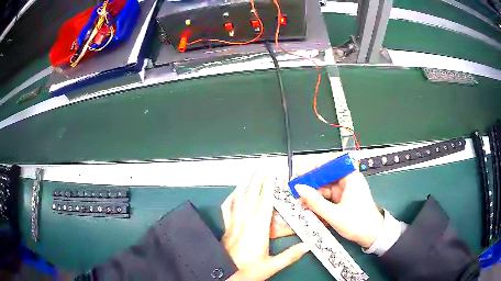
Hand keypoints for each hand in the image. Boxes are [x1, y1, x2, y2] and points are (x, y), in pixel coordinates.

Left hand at [221, 169, 309, 280]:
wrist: (223, 274)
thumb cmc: (247, 270)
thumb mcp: (271, 266)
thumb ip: (290, 255)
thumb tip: (308, 245)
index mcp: (257, 229)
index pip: (264, 202)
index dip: (268, 185)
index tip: (271, 172)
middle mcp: (244, 221)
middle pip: (251, 194)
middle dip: (257, 177)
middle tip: (262, 163)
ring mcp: (233, 222)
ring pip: (239, 198)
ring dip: (245, 183)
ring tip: (250, 172)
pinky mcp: (227, 227)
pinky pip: (227, 207)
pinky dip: (231, 197)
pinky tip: (234, 192)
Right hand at [295, 171, 382, 247]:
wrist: (372, 236)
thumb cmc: (357, 223)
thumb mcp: (334, 214)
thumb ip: (315, 201)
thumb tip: (298, 188)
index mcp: (351, 178)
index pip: (331, 163)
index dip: (314, 165)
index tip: (299, 171)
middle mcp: (348, 181)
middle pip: (327, 175)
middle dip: (311, 182)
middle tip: (295, 188)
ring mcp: (346, 190)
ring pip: (326, 187)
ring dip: (313, 193)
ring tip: (299, 200)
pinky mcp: (344, 199)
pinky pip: (328, 196)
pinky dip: (319, 201)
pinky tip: (309, 206)